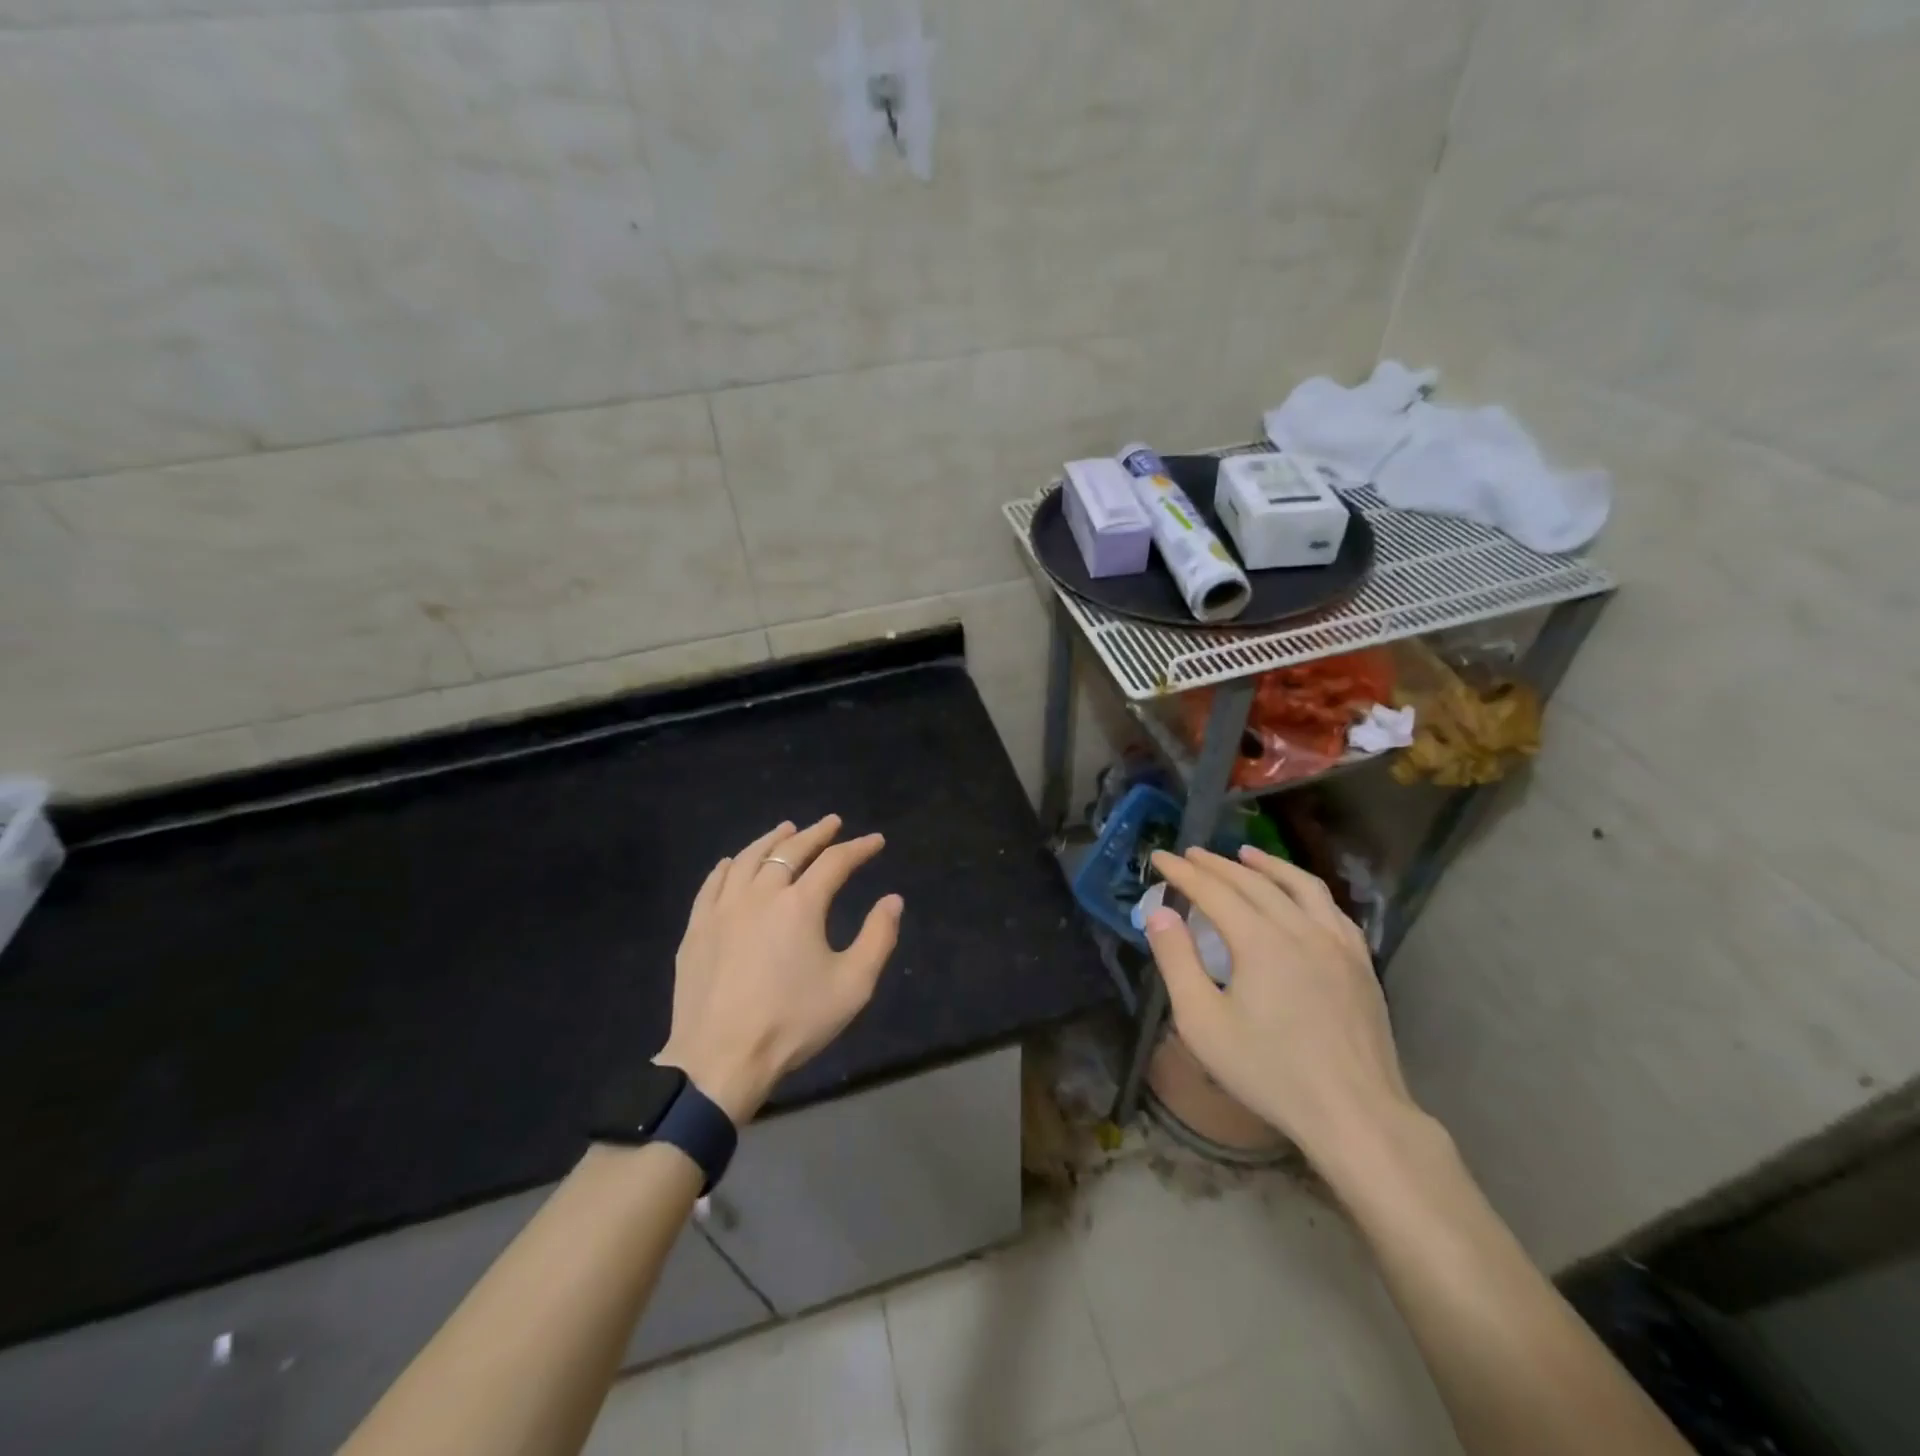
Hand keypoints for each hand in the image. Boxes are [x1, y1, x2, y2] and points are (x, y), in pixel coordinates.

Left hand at [657, 816, 902, 1123]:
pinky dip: (728, 866)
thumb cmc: (792, 1023)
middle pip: (790, 850)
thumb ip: (878, 938)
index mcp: (801, 904)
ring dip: (771, 840)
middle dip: (816, 833)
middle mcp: (760, 894)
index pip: (835, 862)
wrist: (720, 1060)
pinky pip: (712, 884)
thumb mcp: (852, 986)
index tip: (875, 841)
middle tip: (832, 823)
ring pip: (748, 859)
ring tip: (786, 829)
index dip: (859, 848)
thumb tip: (892, 900)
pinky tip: (732, 862)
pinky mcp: (696, 929)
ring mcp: (723, 909)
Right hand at [1144, 845, 1415, 1162]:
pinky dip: (1306, 891)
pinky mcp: (1361, 963)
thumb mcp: (1202, 1022)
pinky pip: (1331, 909)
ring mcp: (1338, 943)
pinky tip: (1300, 897)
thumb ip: (1177, 961)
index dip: (1183, 872)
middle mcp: (1301, 928)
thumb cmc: (1269, 1071)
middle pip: (1253, 882)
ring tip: (1245, 854)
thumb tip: (1158, 913)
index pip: (1213, 890)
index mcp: (1260, 940)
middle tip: (1191, 854)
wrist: (1355, 1113)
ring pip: (1300, 886)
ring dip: (1268, 865)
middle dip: (1217, 864)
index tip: (1159, 857)